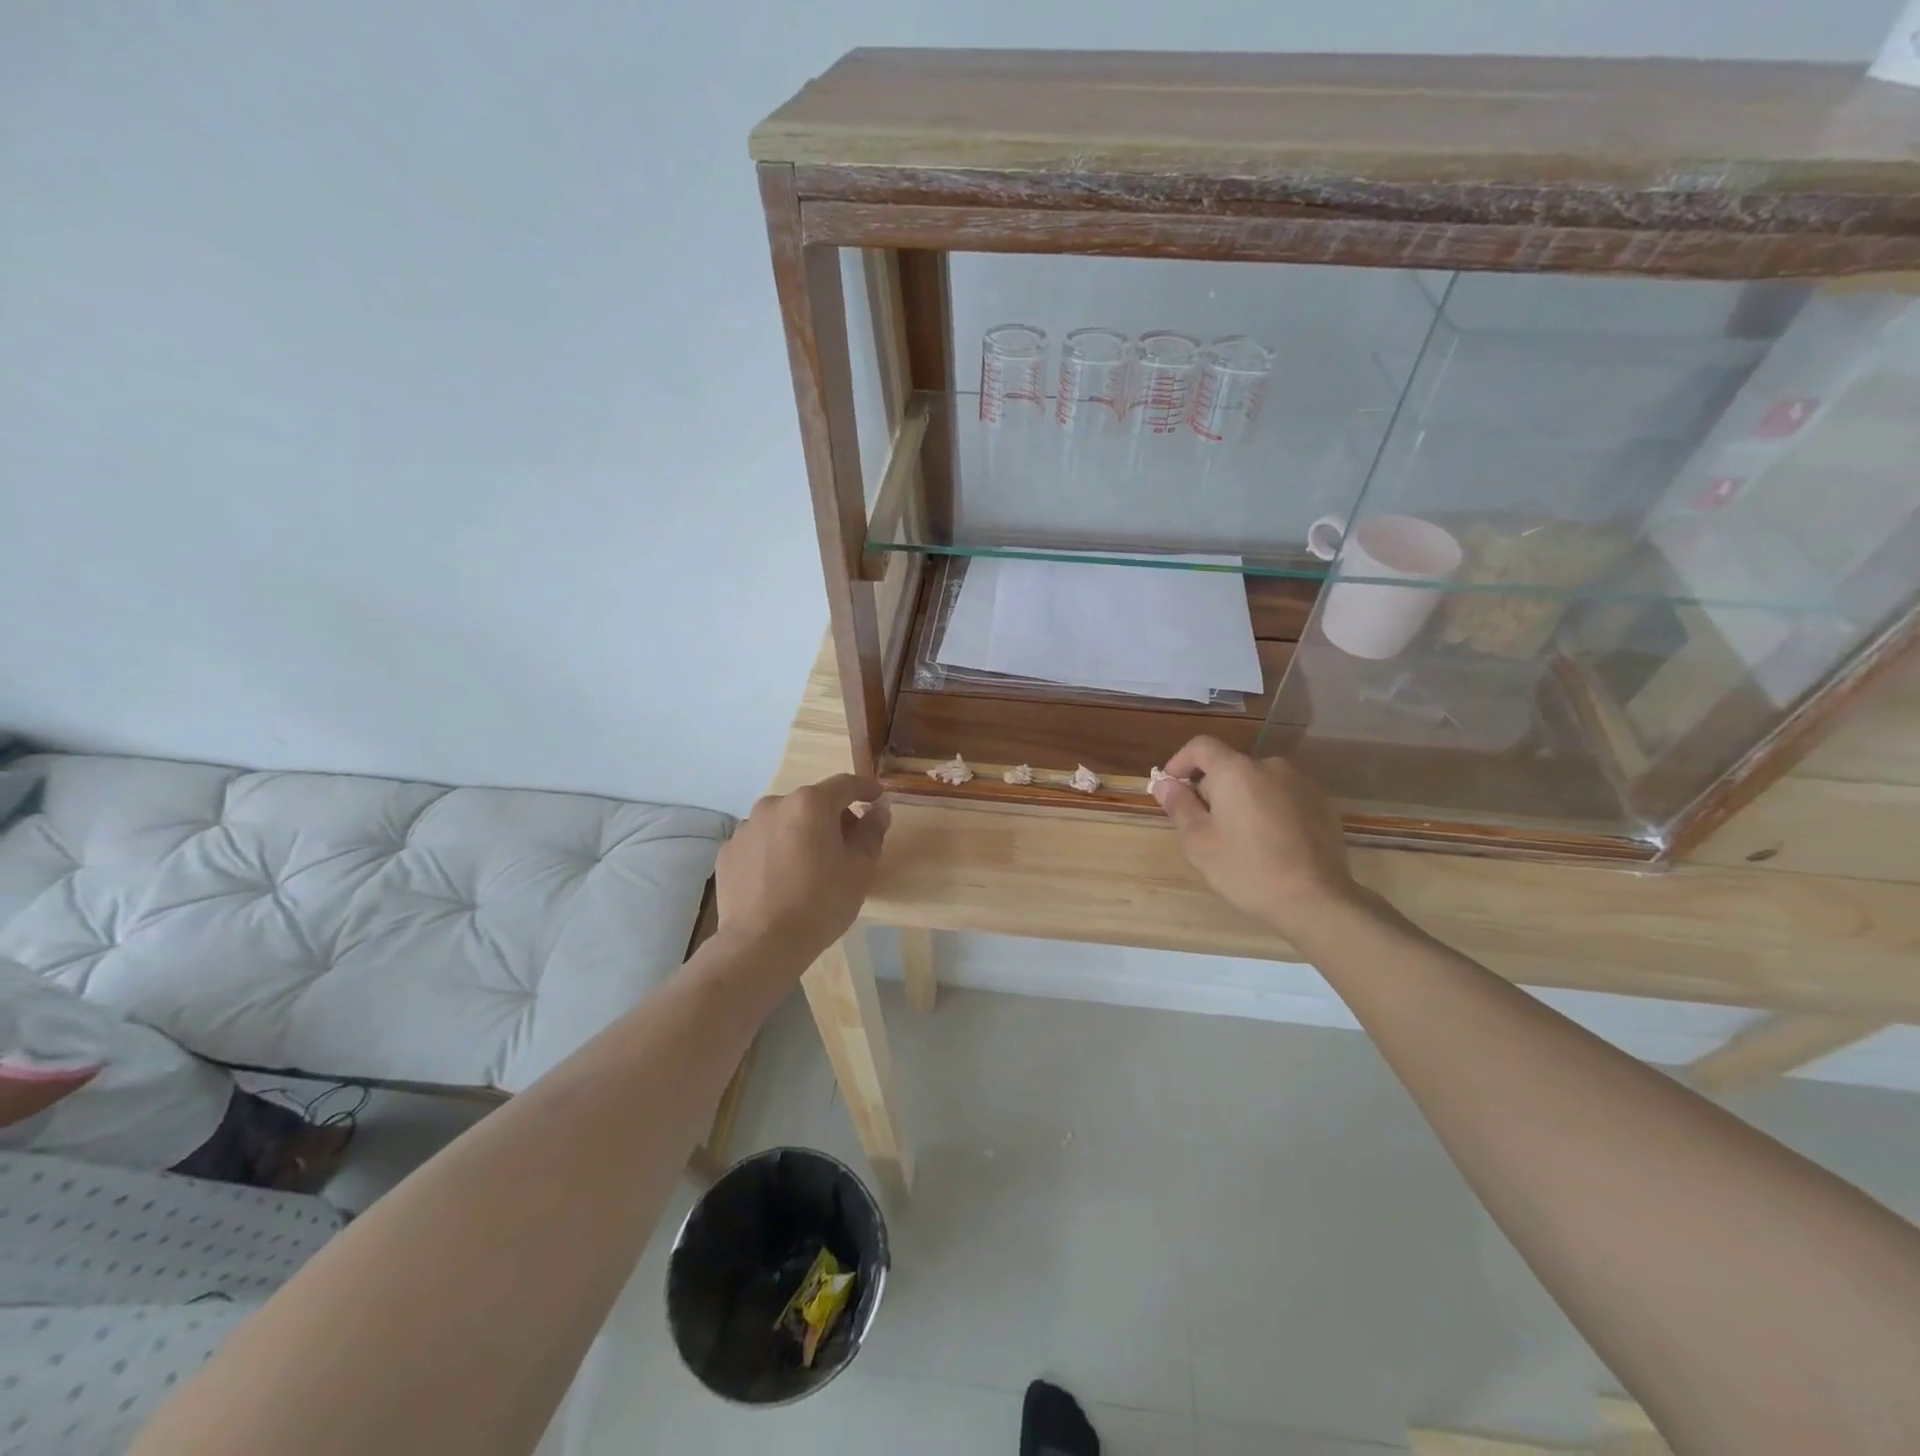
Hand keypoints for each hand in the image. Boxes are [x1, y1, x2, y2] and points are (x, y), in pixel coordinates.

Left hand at [715, 774, 890, 961]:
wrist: (761, 944)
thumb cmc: (820, 903)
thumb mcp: (860, 869)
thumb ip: (872, 831)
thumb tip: (878, 810)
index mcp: (811, 804)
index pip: (845, 784)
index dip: (865, 789)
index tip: (877, 797)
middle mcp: (775, 804)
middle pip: (812, 802)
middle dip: (833, 817)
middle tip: (847, 845)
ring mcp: (746, 827)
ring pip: (784, 821)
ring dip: (801, 832)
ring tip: (809, 866)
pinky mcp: (728, 851)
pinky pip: (761, 842)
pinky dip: (775, 850)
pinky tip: (780, 879)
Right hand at [1153, 736, 1362, 939]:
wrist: (1316, 900)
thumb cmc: (1246, 868)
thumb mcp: (1199, 842)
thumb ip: (1179, 806)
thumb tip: (1164, 783)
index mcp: (1236, 771)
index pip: (1201, 746)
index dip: (1180, 762)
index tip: (1171, 787)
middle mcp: (1270, 766)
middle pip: (1230, 767)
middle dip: (1212, 789)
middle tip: (1205, 827)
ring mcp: (1301, 783)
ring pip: (1258, 783)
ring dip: (1243, 800)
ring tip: (1240, 838)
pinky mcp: (1323, 804)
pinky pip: (1284, 797)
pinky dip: (1270, 810)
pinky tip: (1271, 843)